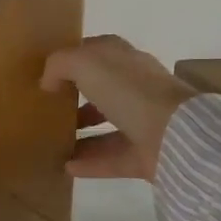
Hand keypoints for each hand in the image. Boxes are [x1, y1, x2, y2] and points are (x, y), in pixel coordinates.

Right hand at [41, 35, 197, 181]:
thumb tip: (47, 82)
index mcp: (125, 60)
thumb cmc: (129, 91)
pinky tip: (65, 167)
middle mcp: (135, 87)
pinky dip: (89, 163)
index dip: (73, 59)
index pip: (97, 52)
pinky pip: (111, 158)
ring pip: (106, 125)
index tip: (47, 73)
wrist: (174, 135)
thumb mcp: (86, 64)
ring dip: (80, 133)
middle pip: (101, 90)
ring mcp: (142, 122)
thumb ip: (60, 65)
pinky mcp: (144, 154)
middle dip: (76, 97)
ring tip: (51, 141)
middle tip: (47, 110)